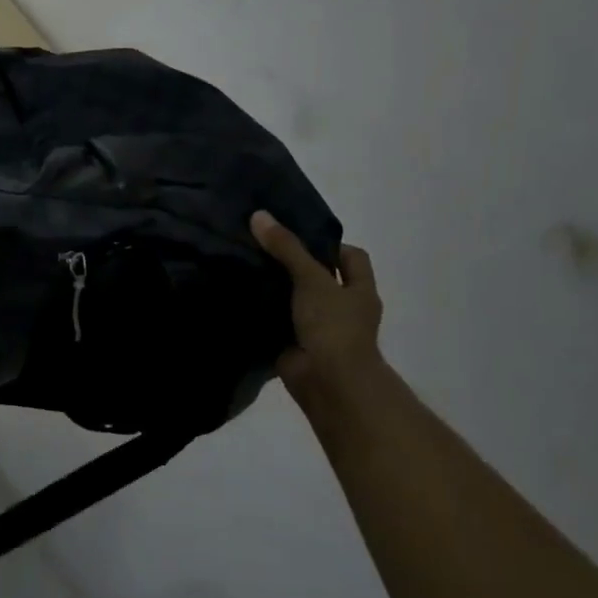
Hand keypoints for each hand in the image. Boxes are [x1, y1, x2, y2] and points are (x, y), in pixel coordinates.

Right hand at [250, 211, 385, 412]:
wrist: (328, 382)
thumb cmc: (333, 326)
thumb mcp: (311, 278)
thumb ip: (286, 248)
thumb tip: (259, 215)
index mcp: (359, 290)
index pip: (350, 257)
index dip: (328, 244)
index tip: (295, 235)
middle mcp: (343, 309)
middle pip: (319, 277)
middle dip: (293, 265)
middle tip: (260, 246)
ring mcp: (319, 329)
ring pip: (295, 300)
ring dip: (275, 289)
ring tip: (243, 265)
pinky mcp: (295, 345)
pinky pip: (277, 322)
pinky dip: (262, 313)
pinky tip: (239, 296)